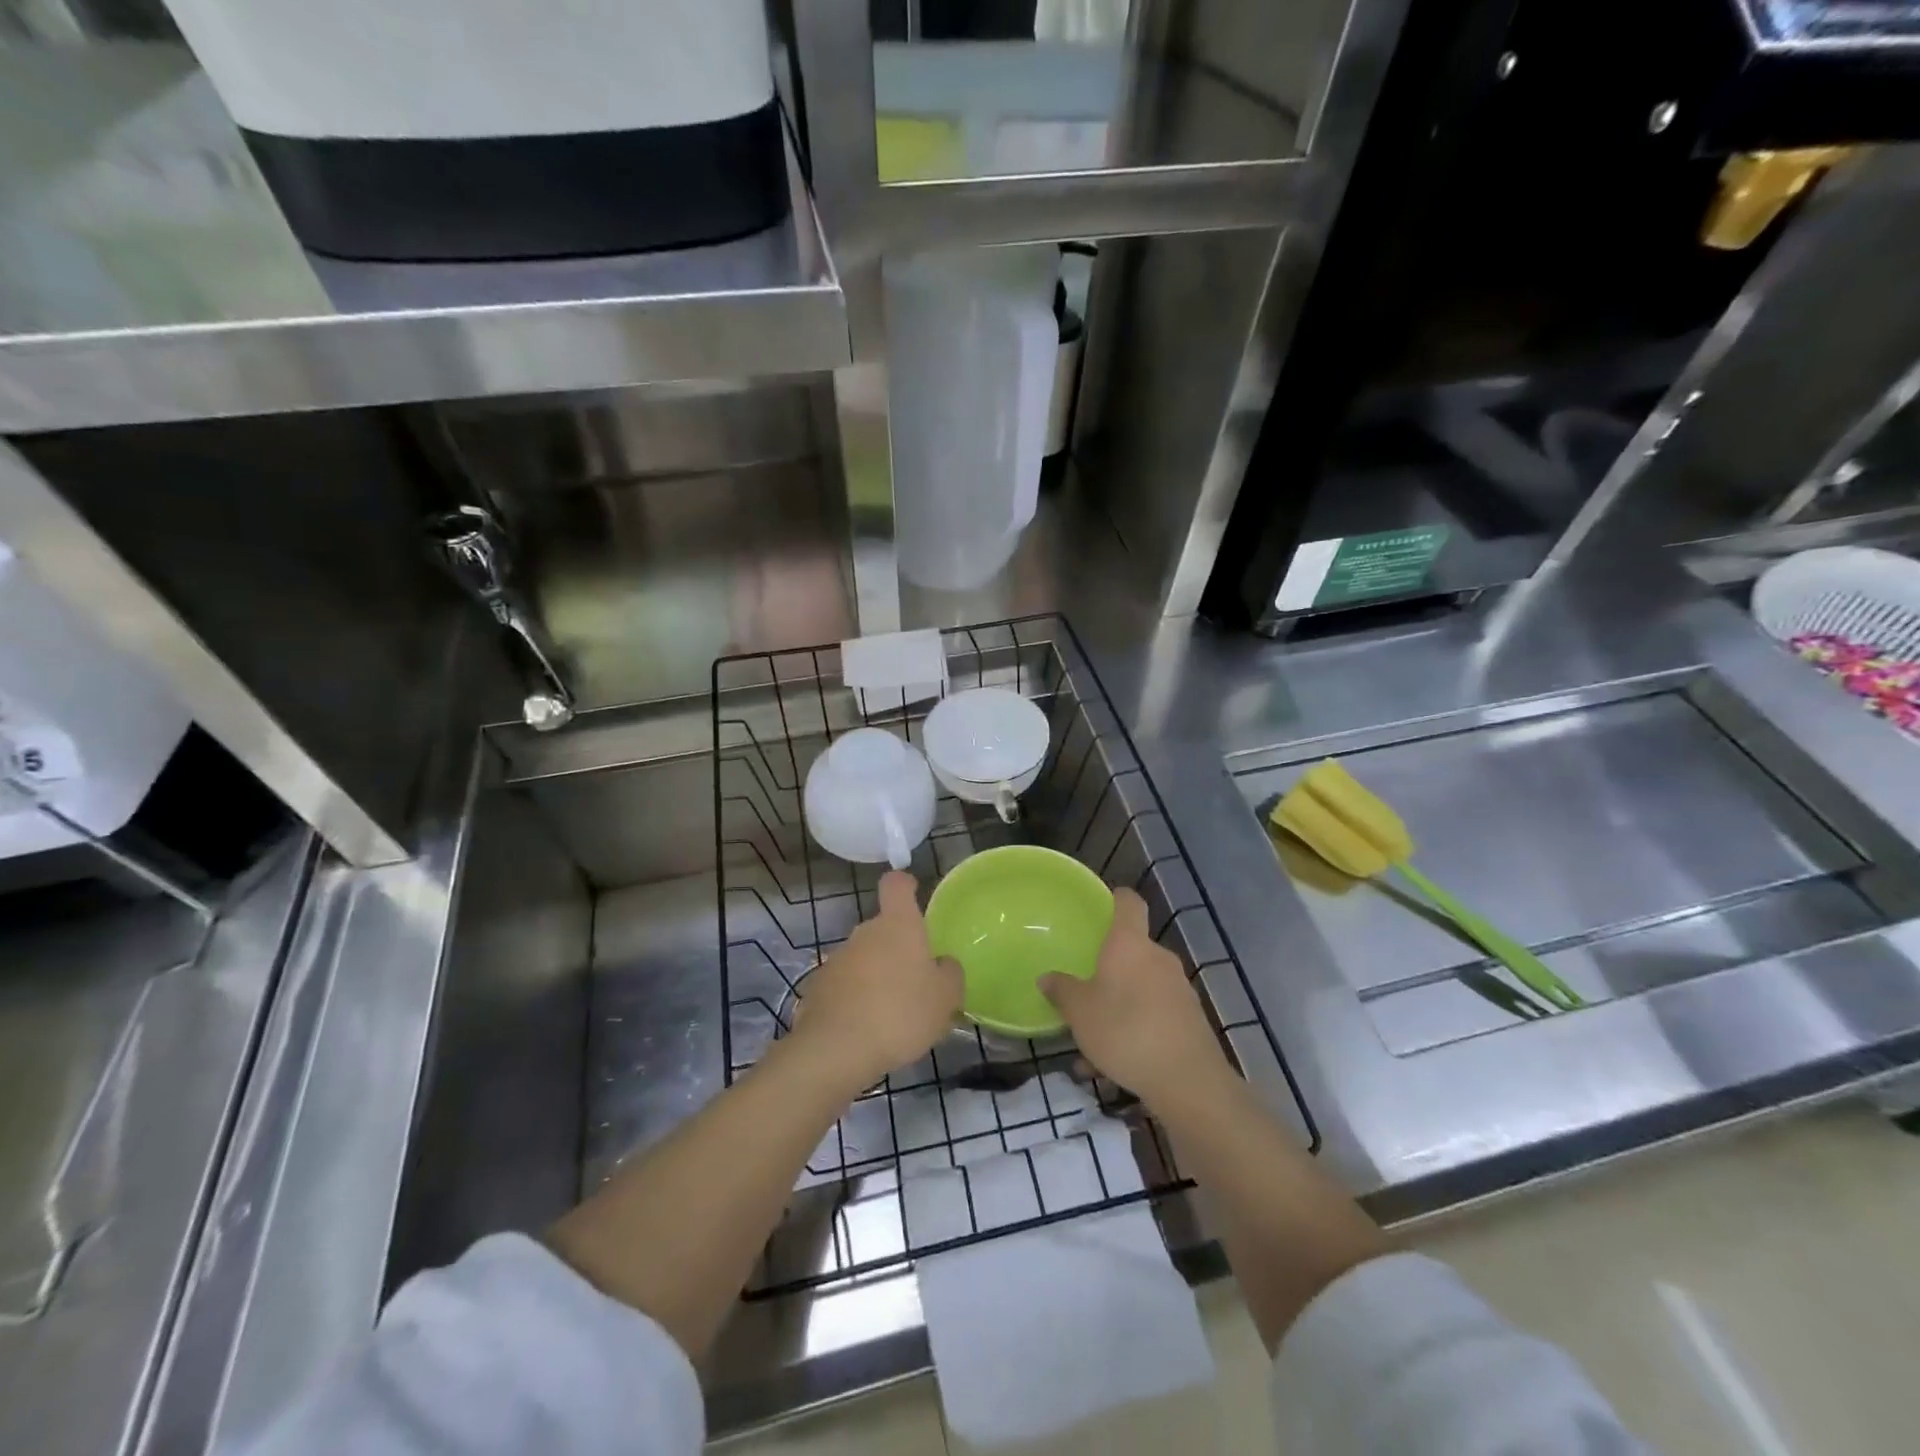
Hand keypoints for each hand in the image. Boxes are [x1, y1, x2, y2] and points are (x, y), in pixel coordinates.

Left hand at [793, 871, 962, 1090]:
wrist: (836, 1049)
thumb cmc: (900, 1013)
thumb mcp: (945, 998)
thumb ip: (950, 974)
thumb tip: (943, 964)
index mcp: (898, 925)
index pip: (896, 885)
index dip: (905, 885)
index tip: (913, 893)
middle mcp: (864, 933)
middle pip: (883, 929)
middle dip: (898, 949)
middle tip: (916, 982)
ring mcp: (837, 959)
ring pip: (864, 959)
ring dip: (877, 977)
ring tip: (892, 1015)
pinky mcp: (818, 988)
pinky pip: (845, 986)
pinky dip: (856, 1000)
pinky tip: (867, 1029)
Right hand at [1040, 888, 1231, 1109]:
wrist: (1187, 1081)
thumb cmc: (1125, 1030)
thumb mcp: (1079, 1011)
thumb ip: (1061, 990)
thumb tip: (1047, 977)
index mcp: (1130, 943)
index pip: (1128, 902)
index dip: (1115, 898)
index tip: (1100, 906)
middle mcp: (1158, 957)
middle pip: (1132, 950)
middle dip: (1108, 969)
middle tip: (1083, 990)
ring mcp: (1178, 988)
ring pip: (1140, 988)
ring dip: (1118, 1006)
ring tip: (1092, 1043)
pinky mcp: (1190, 1019)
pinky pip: (1153, 1014)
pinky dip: (1134, 1030)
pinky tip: (1113, 1066)